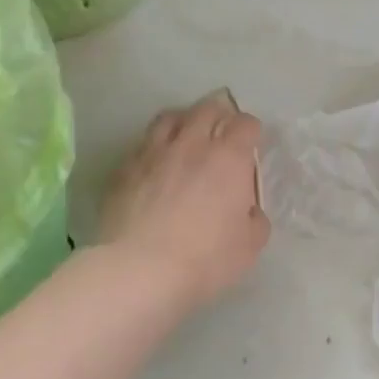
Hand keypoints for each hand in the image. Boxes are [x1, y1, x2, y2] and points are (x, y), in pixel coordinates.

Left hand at [100, 96, 269, 306]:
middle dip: (220, 116)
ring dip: (184, 122)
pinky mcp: (123, 169)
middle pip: (207, 108)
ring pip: (170, 118)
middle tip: (222, 135)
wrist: (140, 270)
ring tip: (187, 139)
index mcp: (229, 158)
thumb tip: (247, 210)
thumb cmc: (205, 258)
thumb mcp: (250, 246)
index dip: (252, 132)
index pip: (245, 123)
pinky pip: (142, 144)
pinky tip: (155, 165)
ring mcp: (153, 152)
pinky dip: (154, 147)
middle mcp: (192, 144)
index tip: (252, 147)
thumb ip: (255, 219)